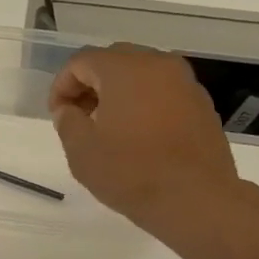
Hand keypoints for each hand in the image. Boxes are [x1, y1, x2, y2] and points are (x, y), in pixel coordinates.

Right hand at [48, 43, 258, 251]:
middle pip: (114, 60)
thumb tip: (69, 110)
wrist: (194, 198)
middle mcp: (158, 64)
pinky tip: (136, 136)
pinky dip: (143, 103)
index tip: (57, 115)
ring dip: (117, 93)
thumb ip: (68, 122)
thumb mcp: (81, 151)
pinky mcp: (200, 103)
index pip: (82, 61)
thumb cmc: (130, 172)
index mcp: (124, 69)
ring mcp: (185, 82)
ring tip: (107, 128)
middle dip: (90, 84)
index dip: (62, 86)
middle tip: (79, 117)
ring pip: (141, 74)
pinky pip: (162, 92)